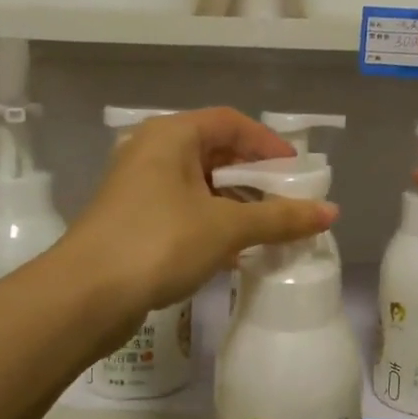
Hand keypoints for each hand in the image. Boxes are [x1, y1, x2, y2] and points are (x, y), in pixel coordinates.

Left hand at [63, 108, 338, 322]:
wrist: (85, 296)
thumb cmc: (159, 243)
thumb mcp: (226, 227)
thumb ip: (280, 218)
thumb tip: (332, 212)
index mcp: (171, 135)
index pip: (231, 122)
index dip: (268, 144)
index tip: (297, 173)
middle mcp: (151, 151)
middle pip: (215, 152)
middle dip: (254, 178)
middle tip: (287, 202)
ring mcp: (138, 187)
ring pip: (199, 185)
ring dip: (235, 205)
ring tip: (268, 230)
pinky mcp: (132, 220)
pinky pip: (183, 211)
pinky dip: (212, 224)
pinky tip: (234, 254)